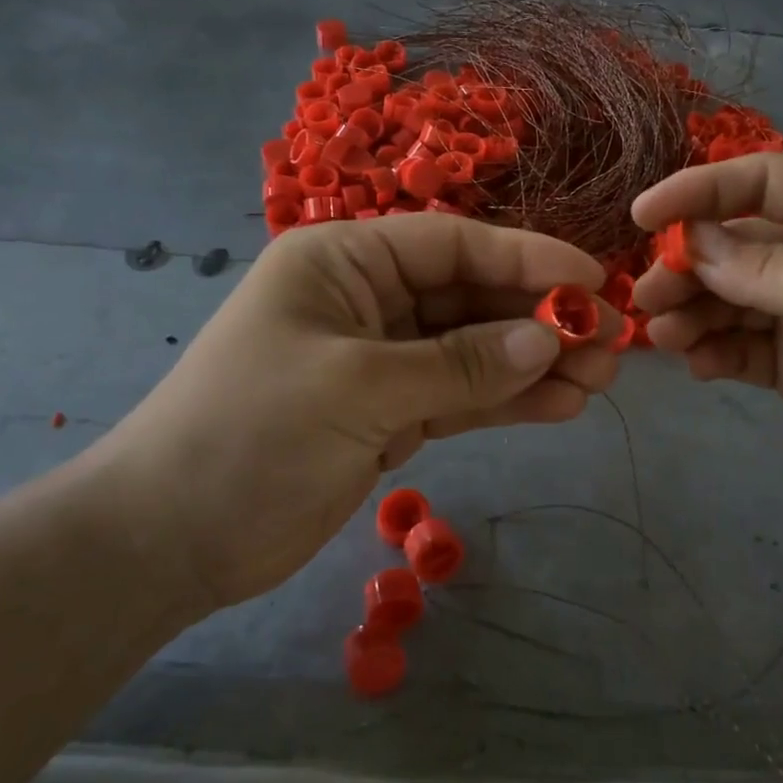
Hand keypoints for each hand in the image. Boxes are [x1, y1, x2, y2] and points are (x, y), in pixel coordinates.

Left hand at [82, 214, 618, 611]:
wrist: (171, 538)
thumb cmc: (249, 435)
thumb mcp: (357, 388)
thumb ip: (458, 364)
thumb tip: (549, 338)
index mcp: (343, 262)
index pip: (452, 244)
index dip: (526, 259)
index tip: (591, 281)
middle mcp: (366, 300)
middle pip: (470, 298)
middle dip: (539, 320)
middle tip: (611, 342)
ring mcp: (379, 360)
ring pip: (472, 352)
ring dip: (533, 364)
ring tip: (599, 380)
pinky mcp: (386, 414)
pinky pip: (458, 398)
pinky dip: (505, 402)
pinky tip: (559, 406)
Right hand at [632, 155, 782, 537]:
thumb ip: (770, 268)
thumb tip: (692, 243)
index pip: (764, 183)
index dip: (701, 190)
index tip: (643, 213)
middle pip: (736, 245)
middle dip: (688, 263)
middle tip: (646, 293)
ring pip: (728, 299)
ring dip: (690, 310)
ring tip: (663, 333)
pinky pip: (739, 349)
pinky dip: (711, 352)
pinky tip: (697, 365)